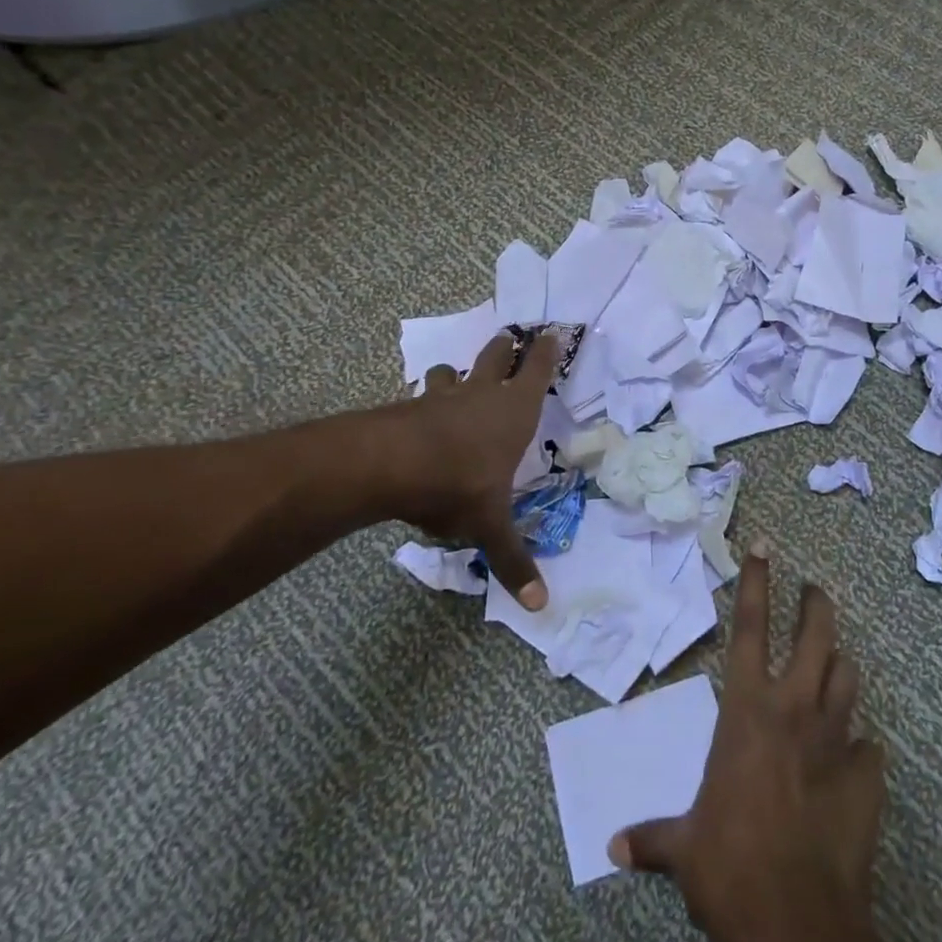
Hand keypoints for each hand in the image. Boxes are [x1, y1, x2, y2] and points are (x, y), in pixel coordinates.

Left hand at [360, 331, 556, 609]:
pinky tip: (419, 415)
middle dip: (505, 348)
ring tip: (455, 378)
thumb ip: (513, 561)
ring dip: (456, 373)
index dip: (546, 352)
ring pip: (451, 372)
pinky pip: (421, 396)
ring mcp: (443, 398)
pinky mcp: (409, 408)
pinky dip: (425, 401)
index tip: (552, 334)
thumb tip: (541, 606)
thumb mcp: (490, 525)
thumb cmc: (459, 483)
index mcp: (514, 412)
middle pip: (496, 356)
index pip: (537, 370)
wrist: (390, 464)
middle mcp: (482, 396)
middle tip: (509, 339)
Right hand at [610, 543, 898, 941]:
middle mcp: (794, 710)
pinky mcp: (867, 777)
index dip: (755, 582)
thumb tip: (614, 848)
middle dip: (816, 605)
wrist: (796, 920)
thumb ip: (653, 839)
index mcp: (746, 710)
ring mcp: (835, 740)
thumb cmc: (729, 866)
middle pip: (815, 635)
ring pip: (847, 677)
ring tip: (833, 662)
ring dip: (840, 665)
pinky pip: (869, 745)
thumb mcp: (684, 848)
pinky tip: (854, 756)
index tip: (763, 546)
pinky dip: (860, 744)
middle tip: (815, 590)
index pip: (749, 627)